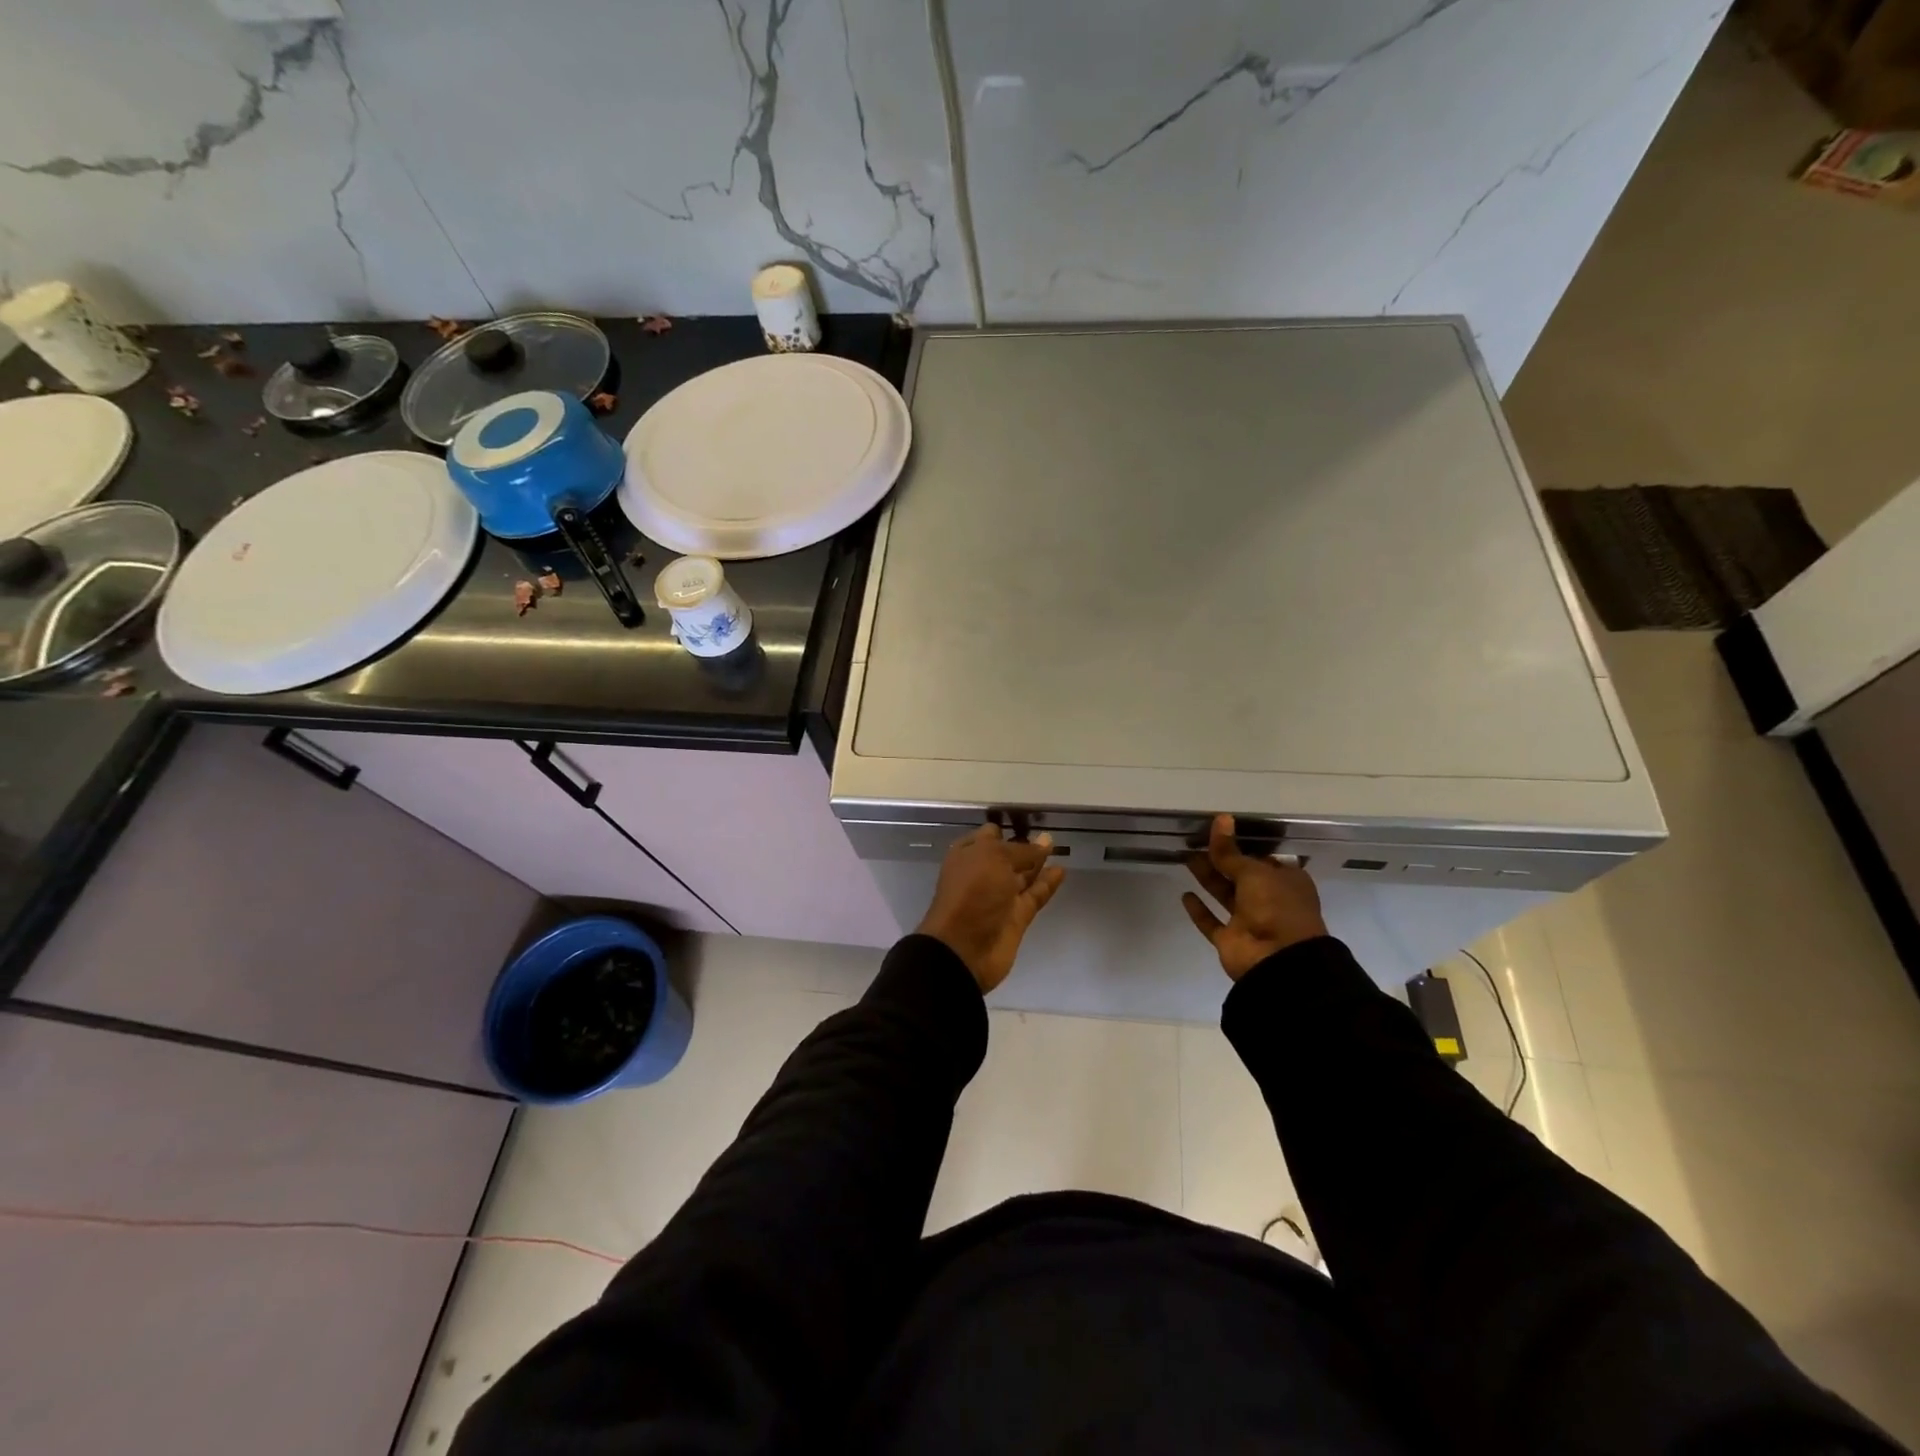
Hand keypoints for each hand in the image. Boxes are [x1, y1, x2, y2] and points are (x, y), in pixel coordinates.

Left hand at [916, 825, 1066, 992]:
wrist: (964, 948)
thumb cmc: (972, 891)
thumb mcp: (994, 858)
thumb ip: (1022, 850)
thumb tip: (1045, 841)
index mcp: (968, 855)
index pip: (988, 836)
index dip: (1005, 829)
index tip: (1027, 821)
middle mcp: (982, 874)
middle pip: (1007, 856)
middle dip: (1024, 845)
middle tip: (1048, 835)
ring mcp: (999, 897)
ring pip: (1022, 876)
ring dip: (1038, 863)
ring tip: (1058, 847)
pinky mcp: (1016, 917)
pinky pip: (1034, 895)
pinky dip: (1047, 884)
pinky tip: (1061, 870)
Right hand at [1182, 814, 1328, 979]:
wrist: (1278, 960)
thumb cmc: (1276, 907)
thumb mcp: (1254, 872)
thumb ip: (1230, 851)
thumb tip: (1220, 819)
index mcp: (1285, 881)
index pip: (1262, 859)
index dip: (1242, 846)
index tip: (1219, 833)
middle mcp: (1269, 900)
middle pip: (1240, 875)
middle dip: (1219, 860)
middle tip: (1195, 841)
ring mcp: (1249, 921)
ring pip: (1224, 895)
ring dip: (1207, 878)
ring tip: (1186, 858)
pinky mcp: (1230, 940)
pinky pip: (1212, 922)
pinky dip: (1199, 911)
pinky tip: (1185, 895)